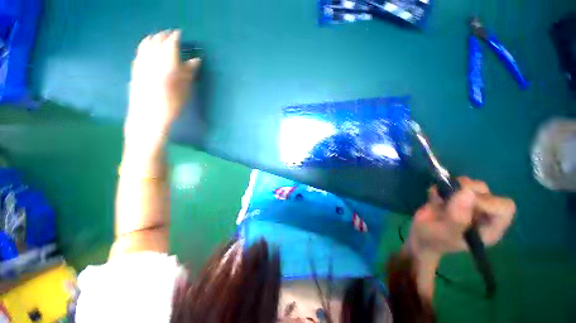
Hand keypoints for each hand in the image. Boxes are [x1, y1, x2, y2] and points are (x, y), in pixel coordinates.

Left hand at [124, 30, 200, 147]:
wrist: (147, 117)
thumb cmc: (170, 106)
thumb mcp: (184, 90)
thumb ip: (189, 73)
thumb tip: (196, 60)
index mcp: (166, 65)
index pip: (170, 44)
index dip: (175, 37)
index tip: (180, 33)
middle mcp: (151, 60)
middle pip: (156, 41)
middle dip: (164, 35)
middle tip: (171, 34)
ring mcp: (140, 64)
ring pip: (145, 44)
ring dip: (153, 38)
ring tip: (160, 38)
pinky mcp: (134, 70)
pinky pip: (139, 52)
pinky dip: (145, 46)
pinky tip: (148, 49)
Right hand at [407, 177, 515, 259]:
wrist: (418, 236)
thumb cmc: (434, 240)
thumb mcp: (445, 233)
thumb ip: (457, 217)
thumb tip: (467, 192)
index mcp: (490, 228)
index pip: (504, 207)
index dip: (487, 202)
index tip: (463, 202)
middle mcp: (483, 214)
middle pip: (486, 192)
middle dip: (466, 190)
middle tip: (448, 197)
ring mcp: (468, 204)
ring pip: (471, 185)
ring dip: (453, 187)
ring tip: (439, 198)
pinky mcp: (454, 196)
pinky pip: (452, 183)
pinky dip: (441, 186)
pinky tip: (433, 197)